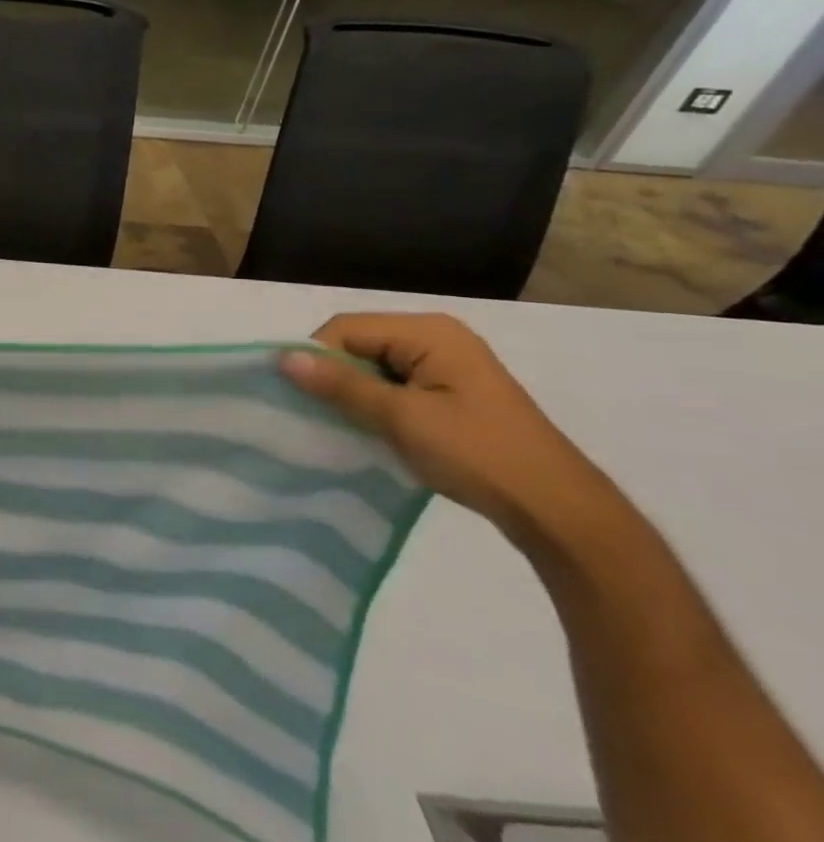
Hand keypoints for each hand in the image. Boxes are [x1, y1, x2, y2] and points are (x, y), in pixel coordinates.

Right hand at [279, 312, 613, 549]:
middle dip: (335, 376)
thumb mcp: (402, 418)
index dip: (317, 357)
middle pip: (358, 344)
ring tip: (344, 425)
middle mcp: (436, 338)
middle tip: (321, 414)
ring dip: (354, 394)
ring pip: (374, 367)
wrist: (559, 512)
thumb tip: (283, 357)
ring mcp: (447, 366)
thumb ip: (341, 385)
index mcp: (428, 332)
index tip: (303, 397)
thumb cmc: (478, 454)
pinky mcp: (451, 394)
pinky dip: (376, 404)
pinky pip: (394, 385)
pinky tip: (373, 431)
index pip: (346, 329)